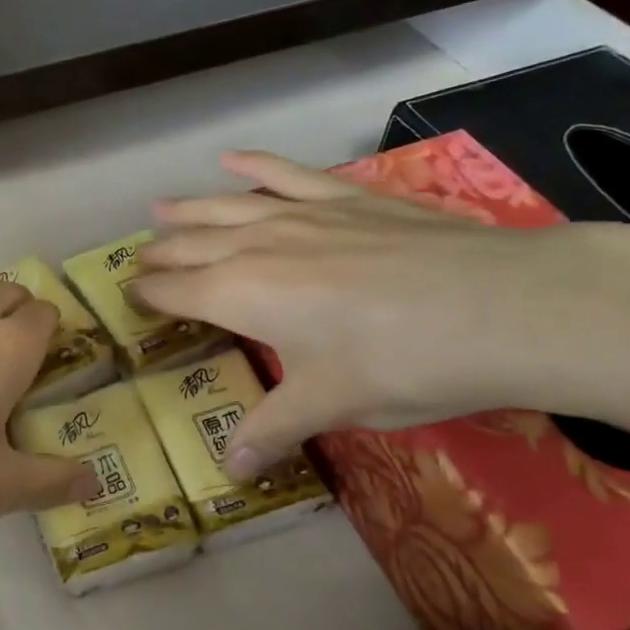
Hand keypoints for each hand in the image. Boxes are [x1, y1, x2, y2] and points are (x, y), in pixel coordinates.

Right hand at [130, 151, 629, 475]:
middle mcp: (257, 246)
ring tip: (161, 207)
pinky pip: (287, 173)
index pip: (176, 291)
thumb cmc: (400, 363)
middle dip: (161, 253)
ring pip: (227, 206)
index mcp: (240, 295)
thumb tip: (229, 472)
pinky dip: (255, 164)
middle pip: (192, 245)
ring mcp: (301, 213)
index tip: (128, 297)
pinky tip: (231, 157)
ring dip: (190, 209)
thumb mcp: (329, 405)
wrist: (501, 307)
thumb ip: (271, 430)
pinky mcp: (345, 197)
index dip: (148, 295)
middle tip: (139, 259)